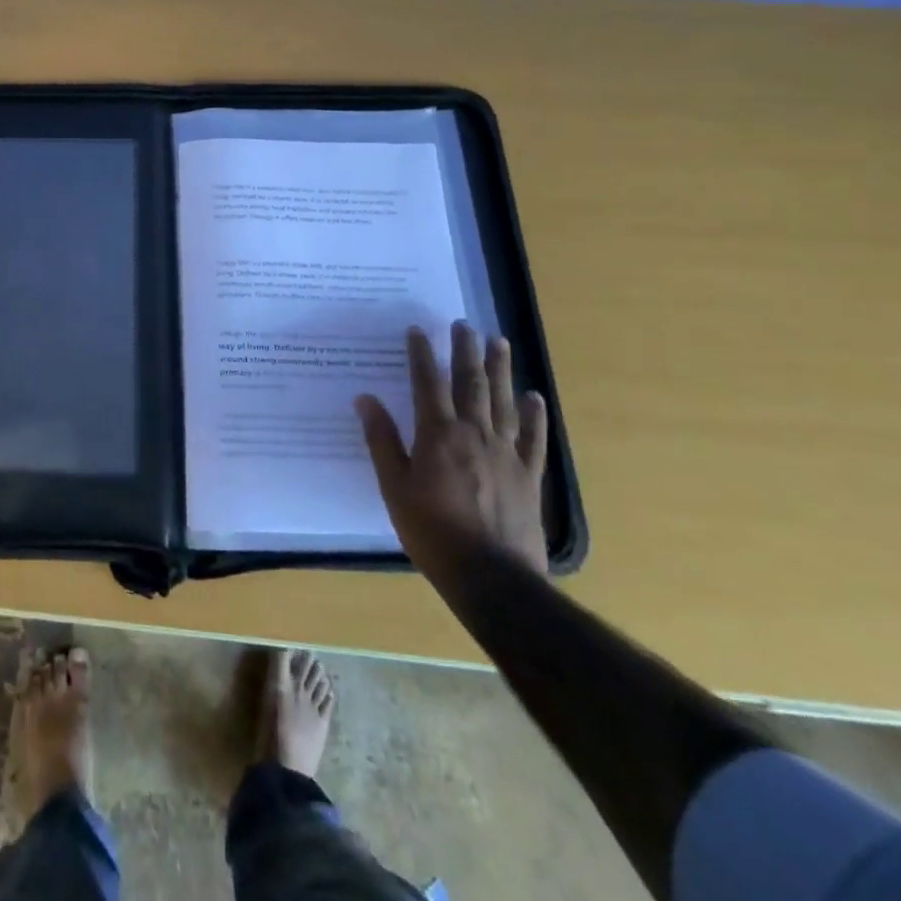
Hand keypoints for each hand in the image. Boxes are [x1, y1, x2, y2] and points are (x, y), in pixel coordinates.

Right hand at [356, 321, 547, 586]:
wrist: (492, 577)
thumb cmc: (432, 532)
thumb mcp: (394, 487)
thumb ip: (382, 441)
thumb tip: (366, 399)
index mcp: (438, 435)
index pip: (427, 383)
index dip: (422, 354)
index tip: (418, 330)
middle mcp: (474, 434)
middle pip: (471, 383)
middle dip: (465, 351)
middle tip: (464, 324)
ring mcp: (506, 453)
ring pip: (504, 401)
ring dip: (501, 369)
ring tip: (499, 341)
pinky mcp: (528, 476)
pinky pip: (533, 438)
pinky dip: (534, 415)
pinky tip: (533, 397)